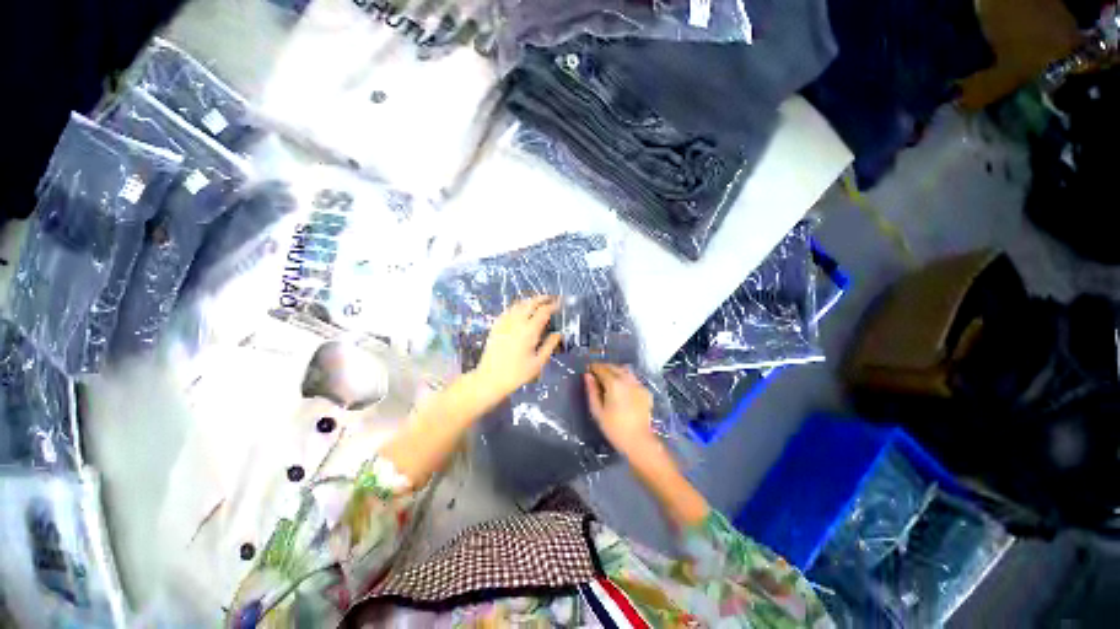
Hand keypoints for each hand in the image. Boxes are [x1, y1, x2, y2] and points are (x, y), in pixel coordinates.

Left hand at [475, 296, 562, 400]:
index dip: (553, 305)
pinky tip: (521, 310)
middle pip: (531, 303)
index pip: (543, 311)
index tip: (560, 303)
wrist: (490, 378)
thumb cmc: (516, 373)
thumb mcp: (538, 363)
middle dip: (542, 298)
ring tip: (539, 302)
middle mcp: (517, 322)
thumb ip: (550, 345)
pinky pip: (509, 310)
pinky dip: (518, 306)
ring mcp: (504, 322)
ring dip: (530, 300)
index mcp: (529, 331)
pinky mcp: (496, 325)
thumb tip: (558, 334)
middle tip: (551, 298)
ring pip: (519, 304)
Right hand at [585, 363, 655, 454]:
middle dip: (604, 367)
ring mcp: (638, 384)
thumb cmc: (614, 428)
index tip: (588, 369)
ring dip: (615, 370)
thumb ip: (591, 391)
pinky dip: (625, 378)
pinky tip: (622, 387)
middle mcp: (627, 379)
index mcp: (614, 383)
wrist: (638, 441)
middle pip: (613, 367)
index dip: (593, 367)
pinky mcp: (645, 391)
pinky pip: (633, 378)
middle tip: (596, 373)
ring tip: (608, 378)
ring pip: (624, 370)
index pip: (601, 368)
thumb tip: (587, 376)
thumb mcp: (597, 411)